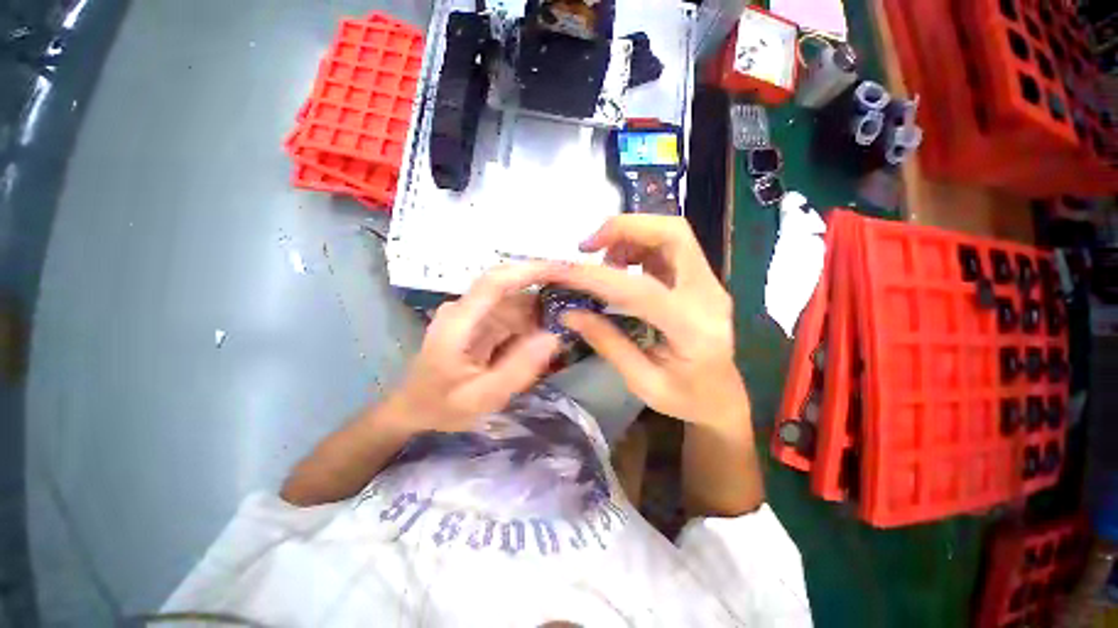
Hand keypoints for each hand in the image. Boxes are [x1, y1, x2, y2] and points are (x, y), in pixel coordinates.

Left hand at [393, 263, 561, 431]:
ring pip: (514, 300)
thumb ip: (518, 369)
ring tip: (568, 319)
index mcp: (458, 322)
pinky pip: (511, 314)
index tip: (564, 269)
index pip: (496, 281)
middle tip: (577, 294)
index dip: (531, 270)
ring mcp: (471, 314)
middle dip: (543, 286)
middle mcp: (464, 309)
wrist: (413, 410)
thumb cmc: (442, 406)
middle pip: (509, 286)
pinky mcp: (479, 322)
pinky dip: (531, 321)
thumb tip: (554, 336)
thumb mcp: (481, 398)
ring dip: (540, 308)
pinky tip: (547, 333)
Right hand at [552, 215, 748, 425]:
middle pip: (673, 234)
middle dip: (625, 228)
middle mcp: (709, 296)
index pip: (641, 289)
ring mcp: (709, 283)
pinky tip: (620, 265)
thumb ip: (607, 343)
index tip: (562, 271)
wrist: (723, 397)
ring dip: (630, 235)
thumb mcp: (642, 382)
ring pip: (672, 233)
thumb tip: (569, 312)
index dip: (597, 276)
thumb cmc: (686, 399)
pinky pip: (670, 246)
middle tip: (587, 245)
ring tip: (601, 259)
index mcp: (694, 330)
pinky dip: (638, 245)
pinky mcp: (702, 280)